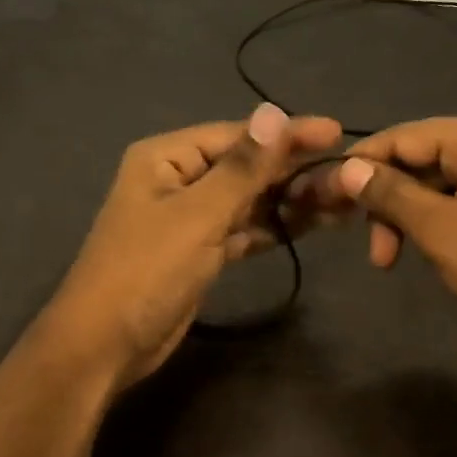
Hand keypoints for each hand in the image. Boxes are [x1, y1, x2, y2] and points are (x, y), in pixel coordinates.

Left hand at [46, 103, 342, 387]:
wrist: (105, 345)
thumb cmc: (147, 271)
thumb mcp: (197, 215)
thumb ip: (242, 167)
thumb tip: (273, 111)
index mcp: (167, 158)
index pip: (239, 136)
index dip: (288, 135)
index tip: (337, 132)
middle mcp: (179, 180)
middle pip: (247, 167)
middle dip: (295, 170)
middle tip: (350, 174)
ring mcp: (190, 218)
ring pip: (250, 200)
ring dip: (291, 200)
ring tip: (344, 199)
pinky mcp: (201, 252)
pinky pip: (245, 229)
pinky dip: (276, 227)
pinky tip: (314, 223)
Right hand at [333, 115, 456, 355]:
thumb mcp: (443, 230)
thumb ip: (391, 195)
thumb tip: (346, 168)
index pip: (402, 136)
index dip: (362, 165)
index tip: (328, 201)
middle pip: (419, 159)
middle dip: (388, 202)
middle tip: (374, 252)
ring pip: (437, 186)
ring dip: (408, 219)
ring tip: (393, 260)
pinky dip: (435, 226)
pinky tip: (428, 254)